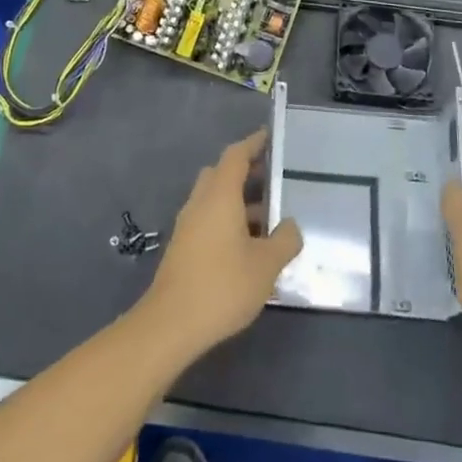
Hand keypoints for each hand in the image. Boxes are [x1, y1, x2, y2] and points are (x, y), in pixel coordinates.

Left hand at [139, 129, 302, 359]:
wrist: (171, 323)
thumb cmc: (223, 285)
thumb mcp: (266, 265)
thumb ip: (285, 240)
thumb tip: (290, 225)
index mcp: (219, 196)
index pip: (235, 156)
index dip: (253, 143)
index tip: (270, 137)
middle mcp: (200, 203)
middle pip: (222, 174)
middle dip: (247, 172)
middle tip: (274, 179)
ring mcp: (188, 225)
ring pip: (215, 199)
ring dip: (240, 201)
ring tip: (271, 218)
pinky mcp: (183, 246)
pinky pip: (209, 219)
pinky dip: (229, 220)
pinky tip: (250, 246)